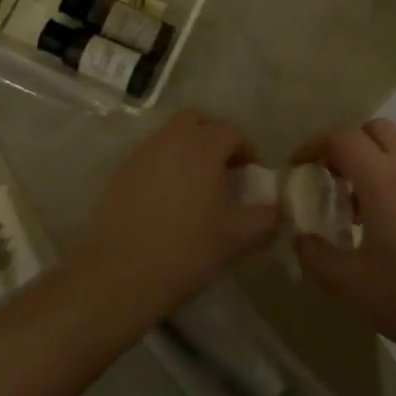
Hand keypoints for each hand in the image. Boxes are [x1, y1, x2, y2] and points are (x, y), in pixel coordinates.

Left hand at [80, 111, 277, 310]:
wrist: (122, 273)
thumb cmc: (187, 250)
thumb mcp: (236, 237)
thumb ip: (264, 217)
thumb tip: (275, 208)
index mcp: (201, 147)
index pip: (230, 131)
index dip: (246, 149)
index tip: (251, 174)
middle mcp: (169, 140)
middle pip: (194, 121)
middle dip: (212, 138)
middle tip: (223, 170)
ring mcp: (140, 154)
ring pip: (169, 137)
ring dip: (186, 152)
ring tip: (196, 188)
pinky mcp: (120, 173)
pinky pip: (149, 158)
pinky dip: (163, 168)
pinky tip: (167, 201)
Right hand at [292, 119, 395, 365]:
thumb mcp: (351, 285)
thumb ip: (315, 256)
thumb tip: (303, 238)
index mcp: (384, 181)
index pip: (343, 137)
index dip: (314, 145)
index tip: (299, 167)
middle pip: (376, 131)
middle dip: (348, 145)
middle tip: (331, 179)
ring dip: (375, 168)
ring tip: (362, 214)